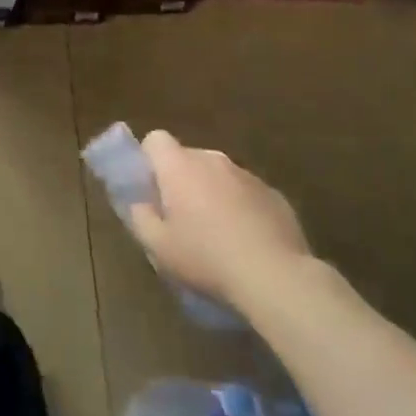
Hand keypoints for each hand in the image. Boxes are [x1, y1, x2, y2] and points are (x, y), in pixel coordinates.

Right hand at [126, 130, 310, 308]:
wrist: (274, 276)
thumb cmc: (206, 258)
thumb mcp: (158, 247)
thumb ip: (140, 218)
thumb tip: (140, 204)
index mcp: (180, 166)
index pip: (156, 139)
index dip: (149, 159)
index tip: (151, 188)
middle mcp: (213, 160)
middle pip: (188, 158)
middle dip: (181, 180)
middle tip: (180, 217)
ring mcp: (247, 175)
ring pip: (219, 176)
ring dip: (212, 194)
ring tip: (216, 234)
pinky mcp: (274, 194)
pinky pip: (246, 193)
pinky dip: (241, 208)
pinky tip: (246, 242)